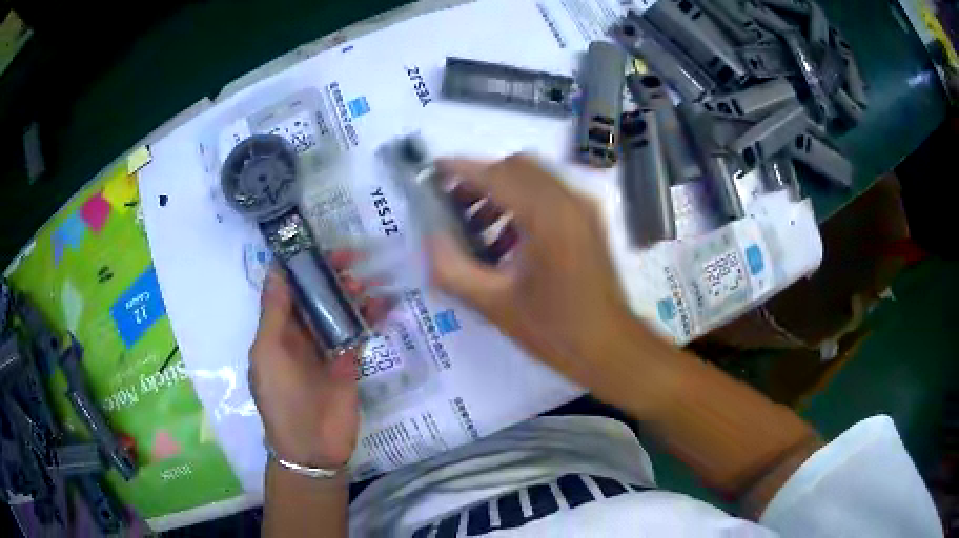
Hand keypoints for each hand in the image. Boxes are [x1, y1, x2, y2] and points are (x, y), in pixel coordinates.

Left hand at [248, 254, 387, 467]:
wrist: (312, 447)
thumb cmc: (282, 398)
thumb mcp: (268, 354)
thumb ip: (274, 313)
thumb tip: (276, 269)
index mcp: (276, 330)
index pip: (285, 289)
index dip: (297, 265)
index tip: (314, 243)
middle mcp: (300, 334)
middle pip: (314, 295)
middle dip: (328, 275)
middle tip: (349, 258)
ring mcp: (326, 348)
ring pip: (338, 310)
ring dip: (349, 293)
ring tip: (363, 285)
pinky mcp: (350, 361)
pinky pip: (359, 332)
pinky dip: (370, 316)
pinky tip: (382, 304)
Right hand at [430, 154, 635, 385]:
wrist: (611, 347)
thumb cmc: (555, 330)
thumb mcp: (494, 305)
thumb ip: (452, 269)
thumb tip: (430, 238)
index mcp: (546, 217)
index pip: (496, 175)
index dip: (460, 169)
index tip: (432, 172)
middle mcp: (568, 200)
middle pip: (516, 167)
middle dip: (480, 178)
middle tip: (451, 204)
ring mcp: (583, 208)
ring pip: (533, 178)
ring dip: (501, 190)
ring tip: (474, 225)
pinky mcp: (589, 220)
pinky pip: (549, 195)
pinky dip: (522, 203)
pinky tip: (505, 241)